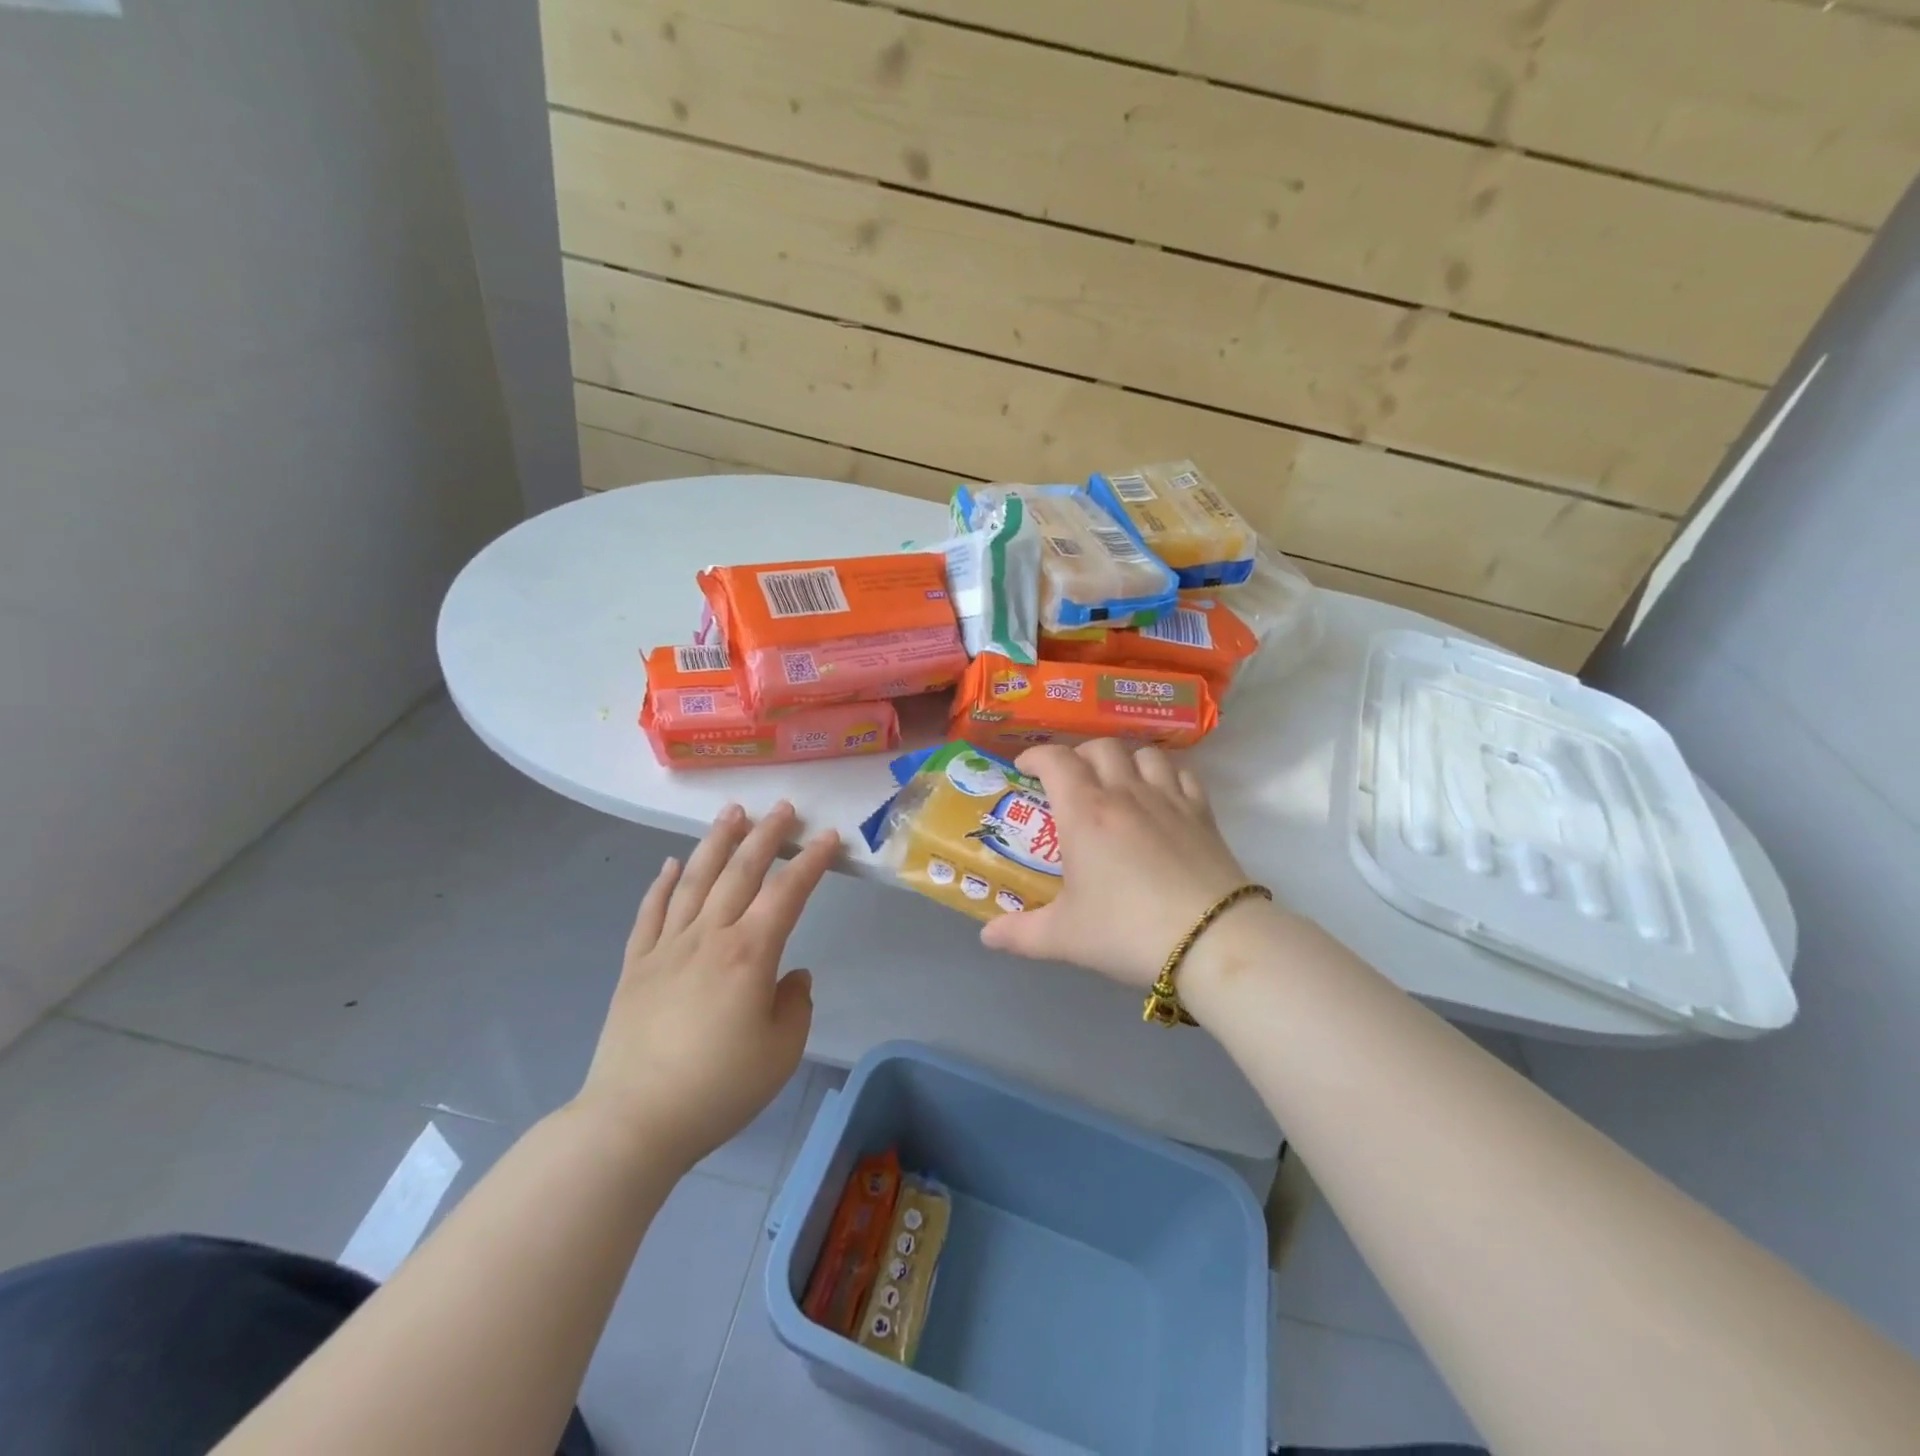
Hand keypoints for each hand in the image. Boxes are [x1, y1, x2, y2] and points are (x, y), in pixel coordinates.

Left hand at [575, 801, 837, 1169]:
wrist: (634, 1120)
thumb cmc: (718, 1088)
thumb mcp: (781, 1053)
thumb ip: (795, 1005)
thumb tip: (791, 975)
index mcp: (750, 954)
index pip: (787, 893)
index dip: (811, 862)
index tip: (827, 837)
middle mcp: (709, 937)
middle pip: (740, 873)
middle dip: (765, 835)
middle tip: (783, 808)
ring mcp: (667, 947)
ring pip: (694, 880)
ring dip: (716, 843)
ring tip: (732, 813)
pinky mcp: (636, 966)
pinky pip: (650, 913)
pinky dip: (660, 884)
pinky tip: (669, 864)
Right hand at [980, 741, 1252, 987]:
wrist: (1212, 941)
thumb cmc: (1128, 931)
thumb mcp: (1065, 937)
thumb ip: (1020, 934)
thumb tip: (987, 936)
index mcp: (1085, 812)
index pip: (1056, 760)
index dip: (1036, 755)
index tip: (1025, 768)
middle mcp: (1125, 793)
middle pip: (1100, 747)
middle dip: (1078, 755)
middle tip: (1068, 780)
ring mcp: (1168, 799)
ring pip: (1143, 753)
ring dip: (1123, 758)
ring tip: (1115, 781)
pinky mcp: (1202, 814)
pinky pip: (1182, 773)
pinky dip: (1165, 773)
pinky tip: (1160, 794)